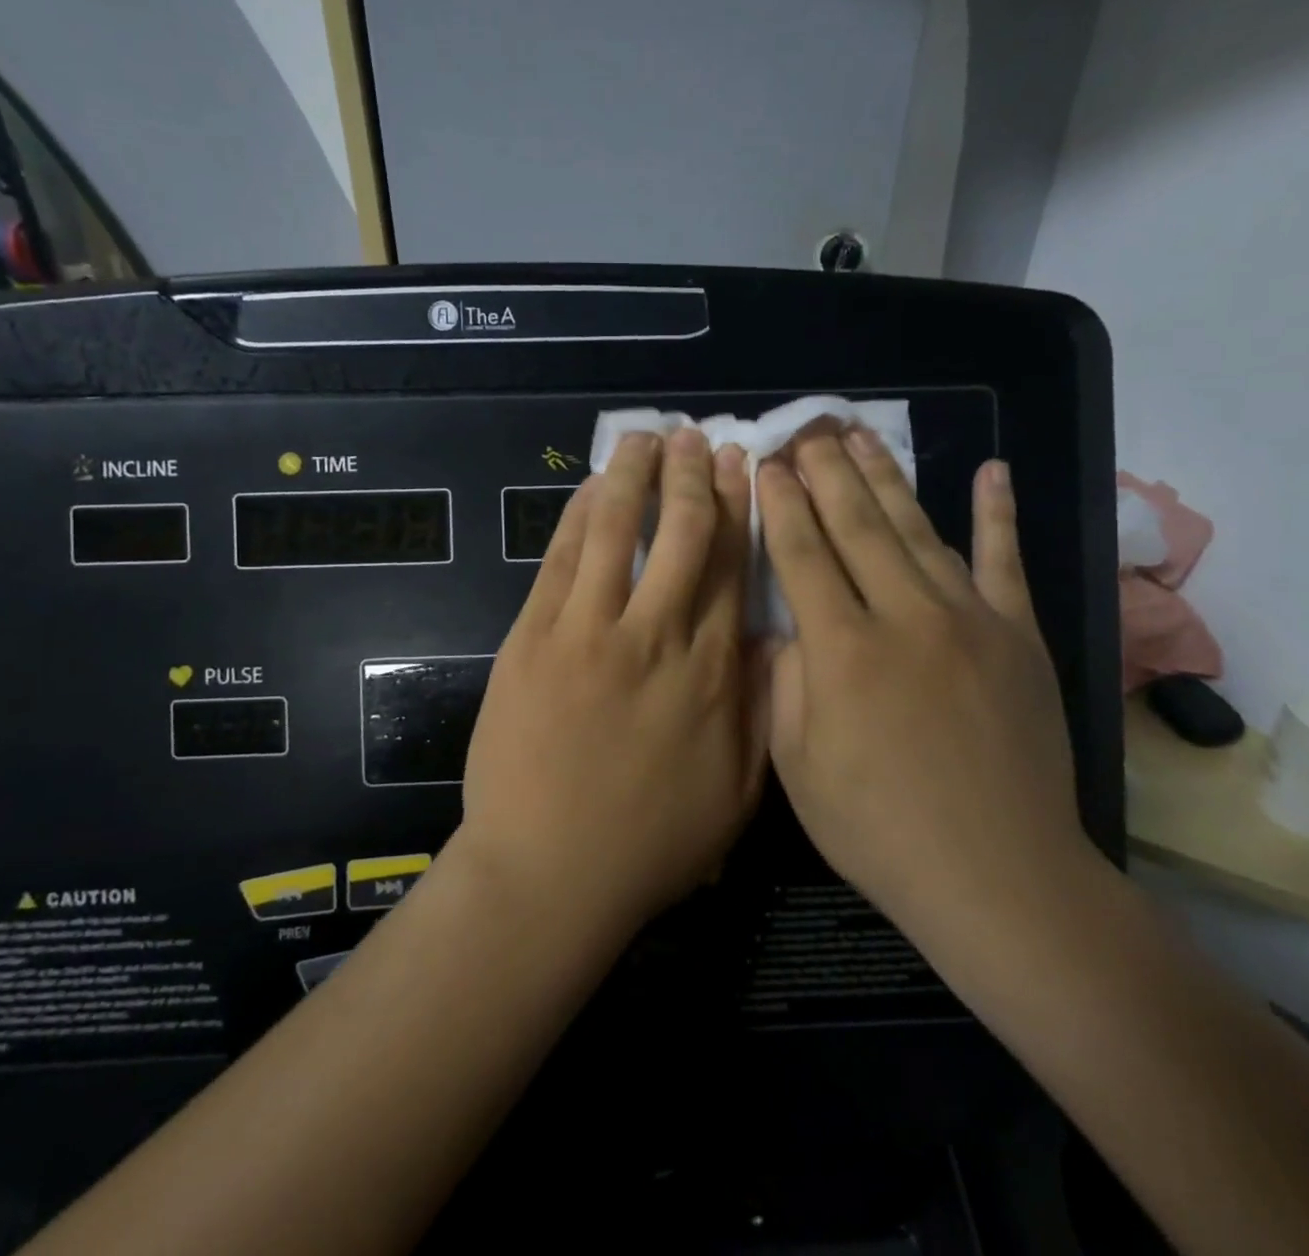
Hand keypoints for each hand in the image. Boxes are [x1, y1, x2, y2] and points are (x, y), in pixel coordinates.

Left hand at [456, 429, 766, 938]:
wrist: (550, 873)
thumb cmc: (652, 841)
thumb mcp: (738, 790)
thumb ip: (761, 707)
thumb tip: (776, 637)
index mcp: (712, 670)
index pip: (730, 566)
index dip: (737, 509)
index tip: (742, 468)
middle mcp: (656, 635)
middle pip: (680, 534)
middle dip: (692, 477)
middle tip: (697, 436)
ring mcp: (588, 632)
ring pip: (615, 532)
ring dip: (633, 477)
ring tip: (645, 437)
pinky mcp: (533, 639)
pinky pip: (560, 561)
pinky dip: (577, 517)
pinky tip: (591, 488)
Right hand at [757, 429, 1095, 943]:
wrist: (997, 874)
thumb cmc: (878, 827)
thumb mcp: (796, 765)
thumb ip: (783, 682)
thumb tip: (782, 626)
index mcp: (841, 649)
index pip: (801, 553)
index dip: (779, 504)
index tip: (766, 463)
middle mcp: (903, 615)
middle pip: (855, 524)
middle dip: (825, 472)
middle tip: (807, 431)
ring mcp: (969, 619)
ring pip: (917, 529)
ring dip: (886, 477)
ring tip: (861, 436)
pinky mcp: (1019, 634)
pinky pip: (1006, 560)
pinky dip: (998, 513)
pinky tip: (991, 471)